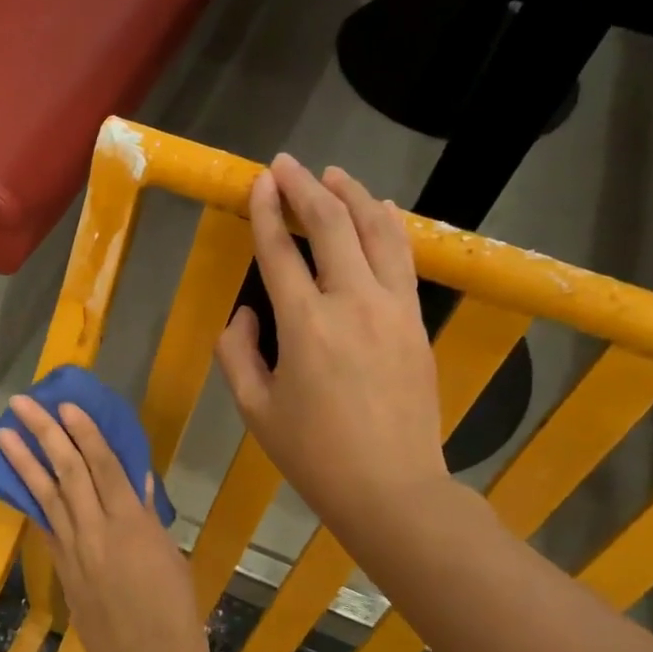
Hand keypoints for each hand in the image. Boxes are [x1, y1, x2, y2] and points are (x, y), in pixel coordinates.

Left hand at [0, 397, 206, 651]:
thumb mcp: (171, 560)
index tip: (66, 404)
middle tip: (21, 404)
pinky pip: (45, 527)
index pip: (104, 465)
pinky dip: (30, 502)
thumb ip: (150, 518)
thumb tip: (138, 483)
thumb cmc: (177, 617)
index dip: (84, 432)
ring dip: (23, 462)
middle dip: (43, 434)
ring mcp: (75, 552)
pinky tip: (17, 484)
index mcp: (134, 524)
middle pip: (67, 472)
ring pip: (47, 496)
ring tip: (2, 434)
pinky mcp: (63, 573)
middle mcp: (98, 531)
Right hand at [215, 154, 452, 538]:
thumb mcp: (254, 408)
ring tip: (333, 174)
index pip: (281, 251)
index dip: (268, 211)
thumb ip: (237, 352)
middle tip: (287, 164)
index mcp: (305, 325)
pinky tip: (379, 210)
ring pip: (376, 232)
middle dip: (306, 188)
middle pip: (331, 226)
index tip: (259, 180)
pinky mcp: (415, 322)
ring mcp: (392, 309)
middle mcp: (352, 303)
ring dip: (352, 196)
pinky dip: (389, 226)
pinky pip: (403, 258)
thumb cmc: (313, 454)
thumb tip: (247, 311)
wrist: (391, 488)